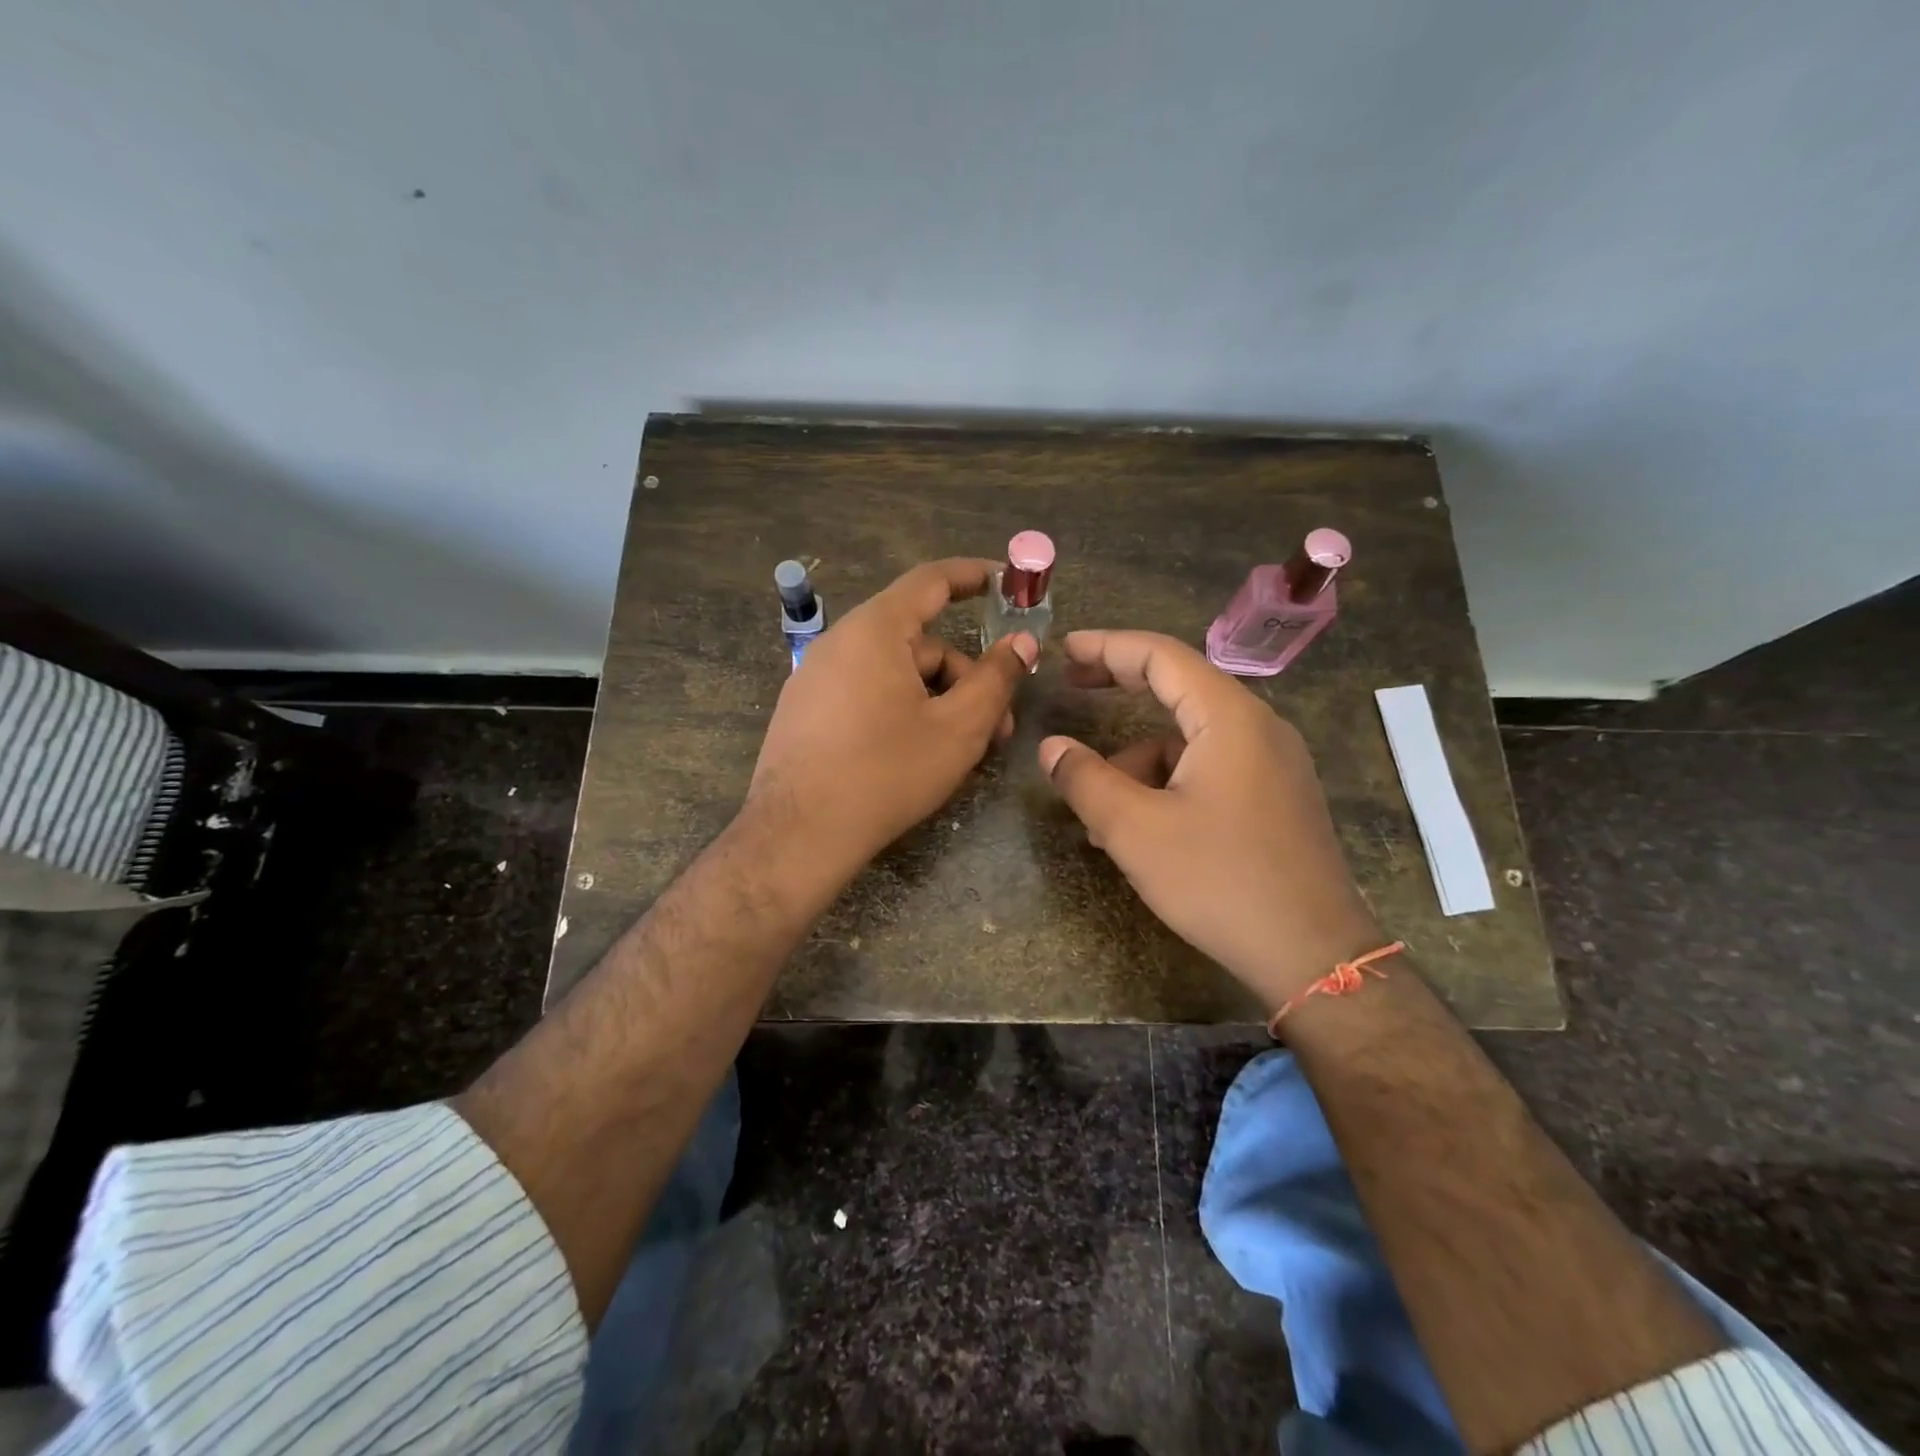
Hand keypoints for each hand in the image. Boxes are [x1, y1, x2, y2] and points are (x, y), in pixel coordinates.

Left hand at [748, 558, 1036, 887]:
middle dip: (966, 677)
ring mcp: (816, 678)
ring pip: (895, 673)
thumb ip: (996, 679)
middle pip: (919, 642)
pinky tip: (918, 753)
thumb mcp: (958, 728)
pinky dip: (903, 711)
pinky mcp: (806, 712)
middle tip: (999, 726)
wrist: (798, 835)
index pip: (931, 580)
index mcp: (874, 630)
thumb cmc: (886, 773)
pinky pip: (867, 693)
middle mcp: (840, 642)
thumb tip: (1022, 643)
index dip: (974, 576)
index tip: (1008, 583)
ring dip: (938, 700)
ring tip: (962, 751)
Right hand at [1038, 630, 1380, 1010]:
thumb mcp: (1135, 830)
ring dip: (1139, 759)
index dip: (1107, 647)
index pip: (1161, 656)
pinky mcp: (1275, 795)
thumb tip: (1052, 747)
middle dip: (1121, 686)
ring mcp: (1272, 762)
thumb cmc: (1220, 881)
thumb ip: (1085, 779)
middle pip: (1179, 686)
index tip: (1064, 650)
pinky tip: (1142, 828)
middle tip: (1072, 685)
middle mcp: (1258, 727)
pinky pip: (1210, 767)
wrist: (1312, 953)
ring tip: (1100, 810)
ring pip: (1190, 738)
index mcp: (1229, 718)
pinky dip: (1168, 782)